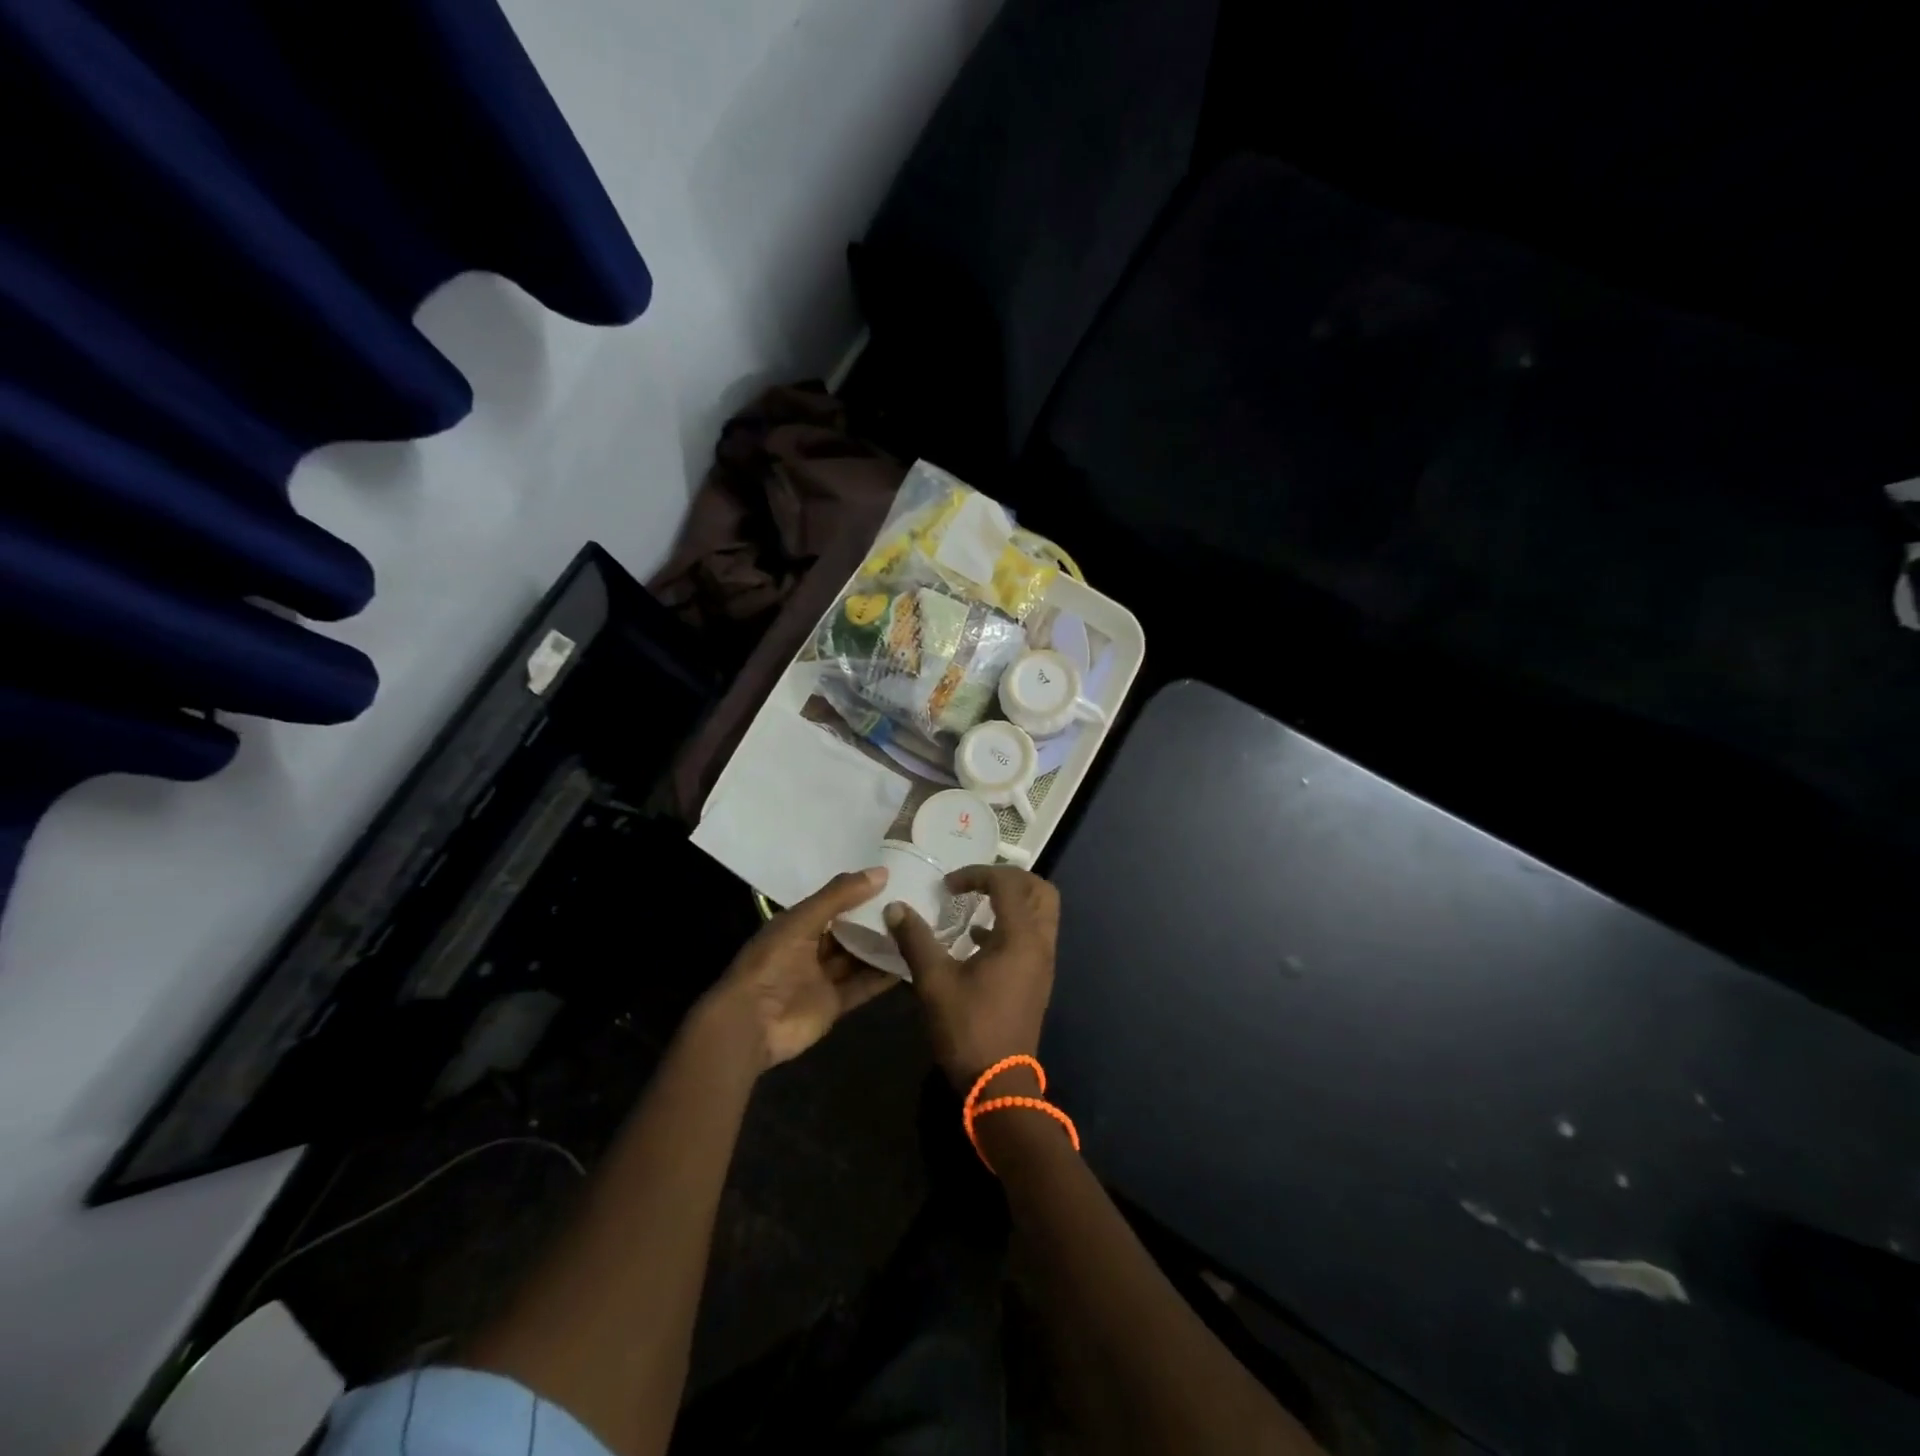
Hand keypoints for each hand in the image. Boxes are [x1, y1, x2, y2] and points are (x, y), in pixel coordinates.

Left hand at [701, 868, 899, 1071]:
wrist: (751, 1023)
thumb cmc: (772, 962)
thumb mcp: (803, 921)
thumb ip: (840, 896)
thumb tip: (882, 872)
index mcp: (798, 924)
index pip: (835, 902)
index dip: (861, 891)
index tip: (895, 879)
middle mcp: (812, 947)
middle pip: (850, 930)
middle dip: (876, 919)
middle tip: (914, 903)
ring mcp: (823, 977)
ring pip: (859, 957)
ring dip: (884, 946)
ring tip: (919, 929)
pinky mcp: (835, 1003)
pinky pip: (864, 985)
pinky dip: (884, 976)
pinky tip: (911, 962)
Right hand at [885, 866, 1059, 1089]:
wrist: (999, 1085)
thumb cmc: (969, 1029)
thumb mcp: (934, 982)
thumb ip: (916, 940)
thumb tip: (895, 908)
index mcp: (1020, 937)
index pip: (1008, 883)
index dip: (977, 874)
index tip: (947, 886)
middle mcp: (1040, 943)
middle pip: (1040, 890)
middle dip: (1008, 878)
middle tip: (975, 883)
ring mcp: (1043, 963)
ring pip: (1041, 913)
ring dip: (1013, 901)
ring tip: (976, 905)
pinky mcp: (1038, 979)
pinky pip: (1033, 935)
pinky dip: (1012, 925)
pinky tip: (977, 940)